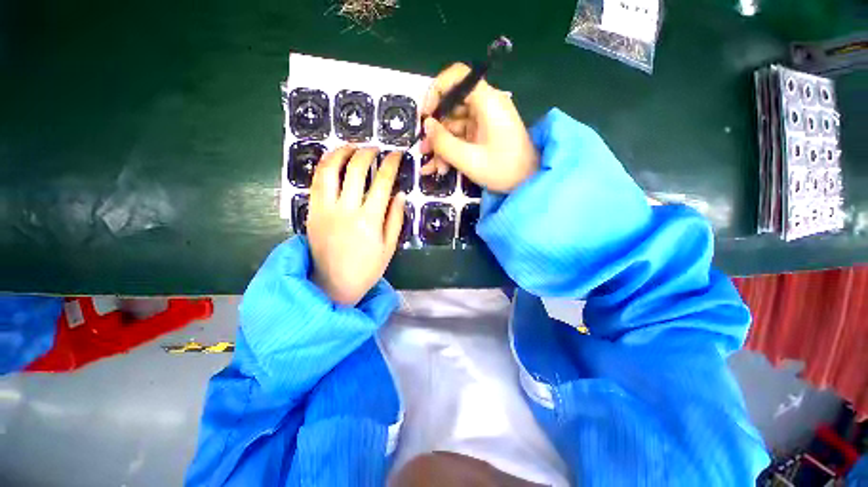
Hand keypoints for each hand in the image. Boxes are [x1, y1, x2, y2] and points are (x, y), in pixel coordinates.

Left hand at [307, 146, 404, 305]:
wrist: (332, 285)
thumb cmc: (366, 269)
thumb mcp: (389, 247)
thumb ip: (395, 218)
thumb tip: (399, 194)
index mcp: (369, 220)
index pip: (382, 182)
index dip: (390, 163)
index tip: (396, 154)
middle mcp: (346, 210)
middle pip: (355, 169)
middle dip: (367, 152)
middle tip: (375, 148)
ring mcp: (324, 209)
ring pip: (329, 170)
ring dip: (341, 153)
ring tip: (351, 147)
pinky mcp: (311, 212)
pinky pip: (316, 182)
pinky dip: (325, 167)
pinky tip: (334, 163)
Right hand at [420, 63, 538, 193]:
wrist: (529, 183)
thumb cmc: (503, 170)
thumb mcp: (469, 160)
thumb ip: (444, 142)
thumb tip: (427, 125)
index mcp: (487, 102)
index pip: (458, 76)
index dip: (437, 90)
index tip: (426, 115)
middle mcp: (485, 106)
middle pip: (452, 106)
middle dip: (435, 130)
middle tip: (424, 150)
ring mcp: (484, 121)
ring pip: (453, 125)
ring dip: (441, 146)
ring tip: (431, 167)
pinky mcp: (483, 135)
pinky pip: (461, 137)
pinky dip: (450, 151)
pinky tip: (439, 168)